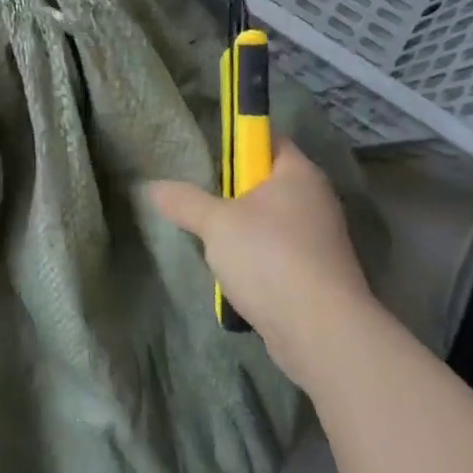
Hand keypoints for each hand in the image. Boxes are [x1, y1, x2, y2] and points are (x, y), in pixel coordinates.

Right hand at [147, 143, 373, 369]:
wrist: (321, 333)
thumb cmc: (270, 258)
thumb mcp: (215, 223)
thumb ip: (183, 200)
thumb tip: (151, 187)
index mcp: (299, 174)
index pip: (269, 139)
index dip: (237, 142)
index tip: (206, 157)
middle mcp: (315, 200)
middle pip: (266, 181)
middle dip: (232, 190)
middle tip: (198, 197)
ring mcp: (319, 240)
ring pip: (270, 221)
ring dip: (241, 229)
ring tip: (209, 239)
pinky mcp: (316, 274)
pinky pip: (278, 253)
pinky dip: (256, 259)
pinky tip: (232, 272)